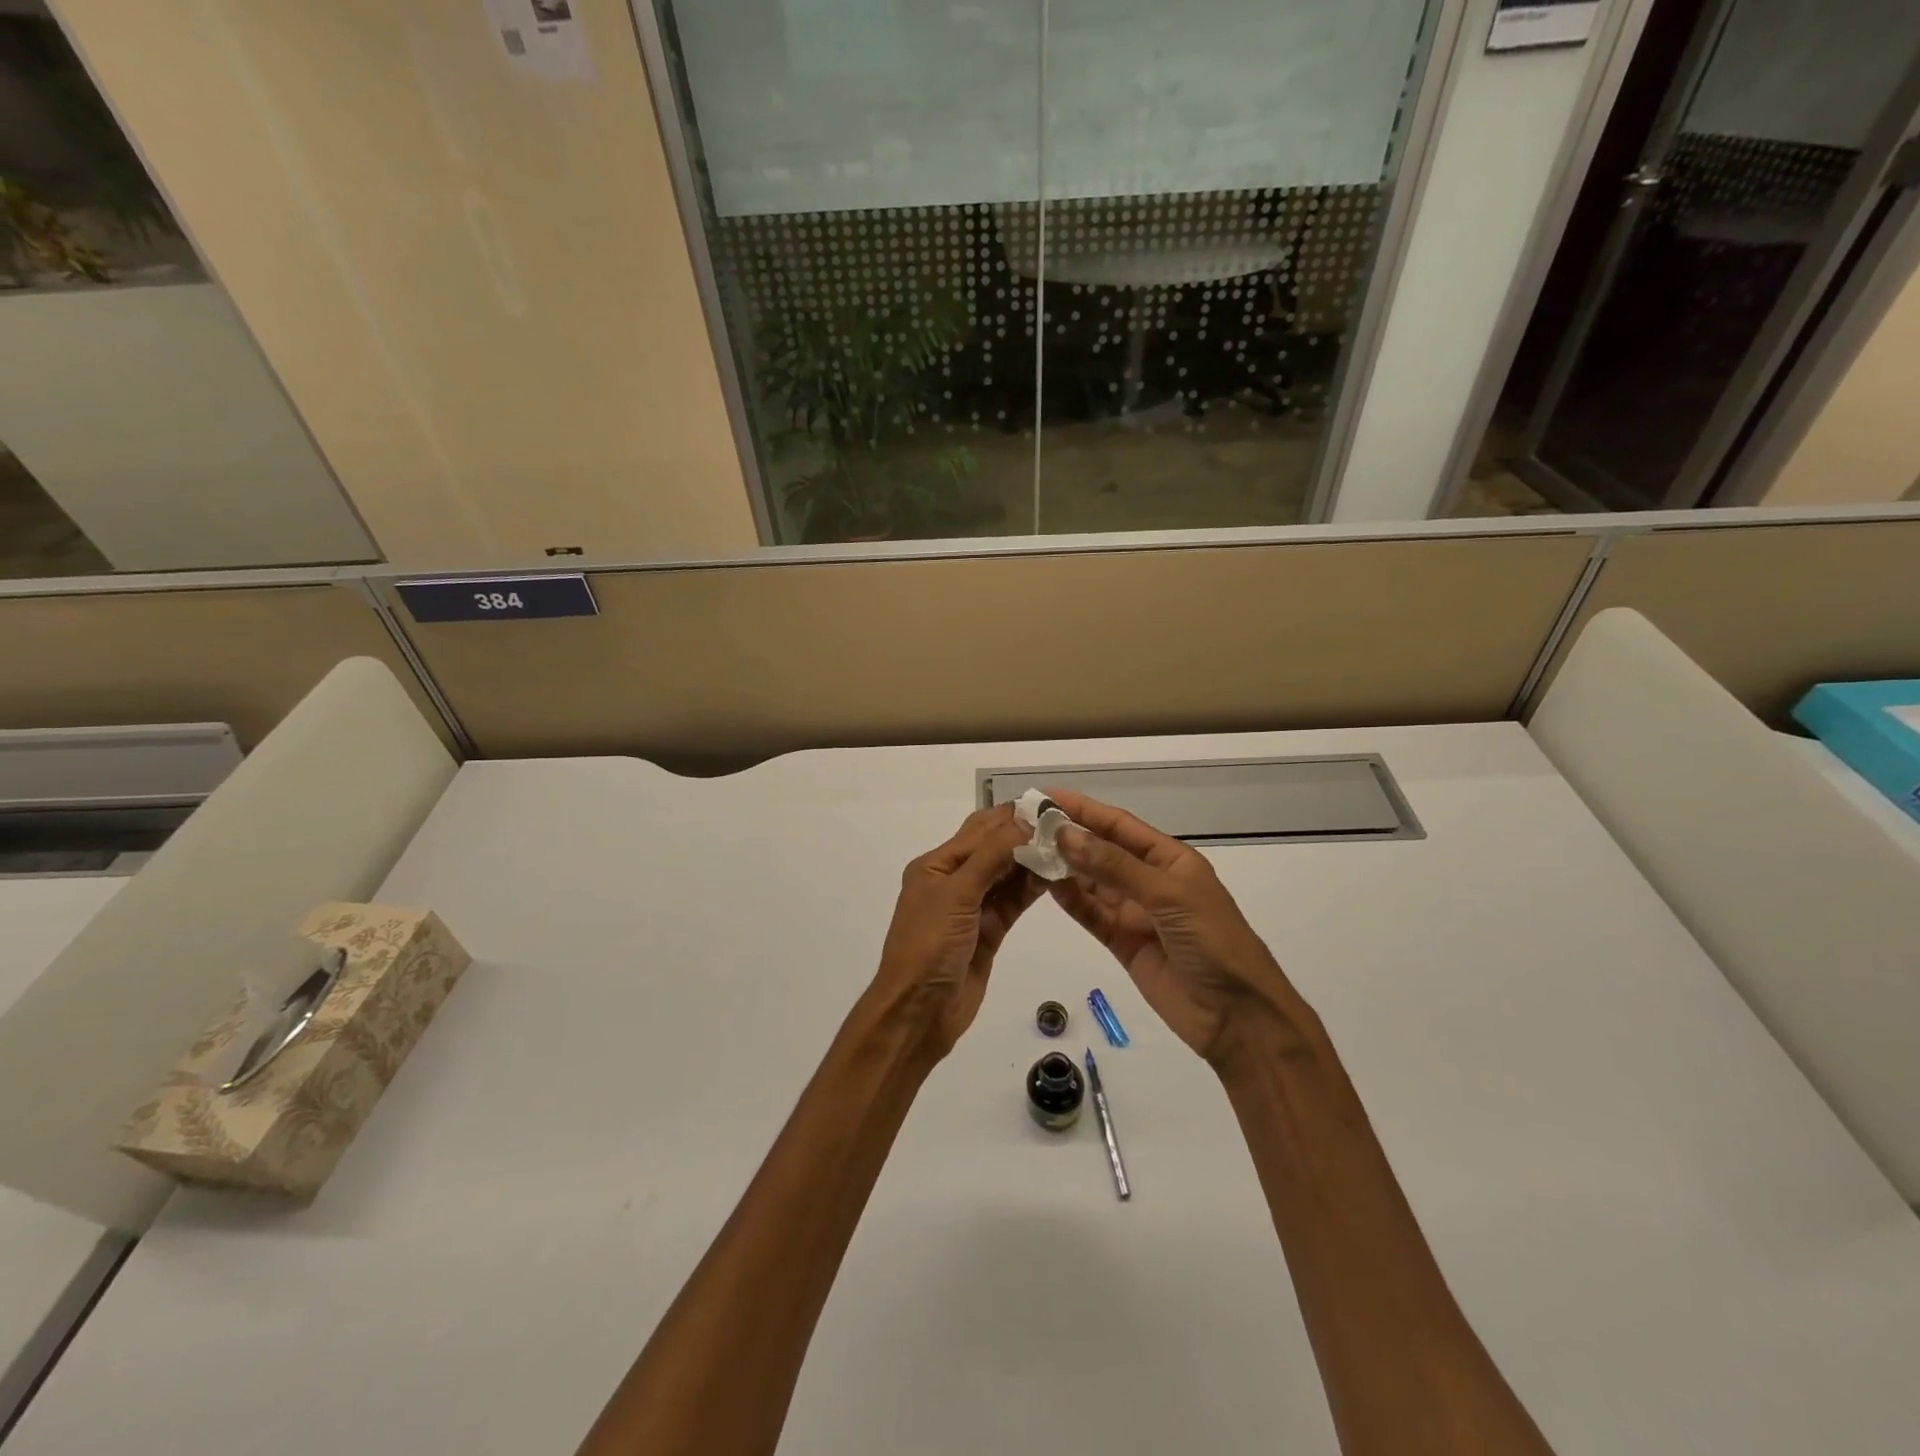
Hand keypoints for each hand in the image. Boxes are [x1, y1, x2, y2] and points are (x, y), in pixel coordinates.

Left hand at [865, 806, 1044, 1060]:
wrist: (919, 1013)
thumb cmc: (929, 946)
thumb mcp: (956, 894)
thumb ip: (991, 856)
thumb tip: (1025, 821)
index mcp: (936, 865)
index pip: (979, 830)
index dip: (1012, 817)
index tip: (1050, 805)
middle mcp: (954, 880)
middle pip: (994, 849)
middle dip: (1025, 835)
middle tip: (1066, 824)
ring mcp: (973, 907)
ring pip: (1007, 875)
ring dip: (1033, 861)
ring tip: (1069, 847)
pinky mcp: (989, 931)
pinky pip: (1013, 902)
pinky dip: (1032, 888)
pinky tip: (1057, 875)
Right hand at [1044, 789, 1312, 1069]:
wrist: (1238, 1017)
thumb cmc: (1214, 942)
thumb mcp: (1168, 895)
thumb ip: (1115, 866)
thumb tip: (1065, 834)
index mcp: (1170, 859)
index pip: (1119, 825)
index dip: (1084, 809)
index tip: (1046, 797)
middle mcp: (1150, 880)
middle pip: (1101, 851)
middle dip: (1068, 837)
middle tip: (1025, 825)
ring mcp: (1135, 913)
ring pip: (1092, 883)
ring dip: (1063, 867)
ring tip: (1026, 852)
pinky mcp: (1123, 943)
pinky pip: (1091, 915)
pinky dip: (1070, 900)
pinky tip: (1045, 886)